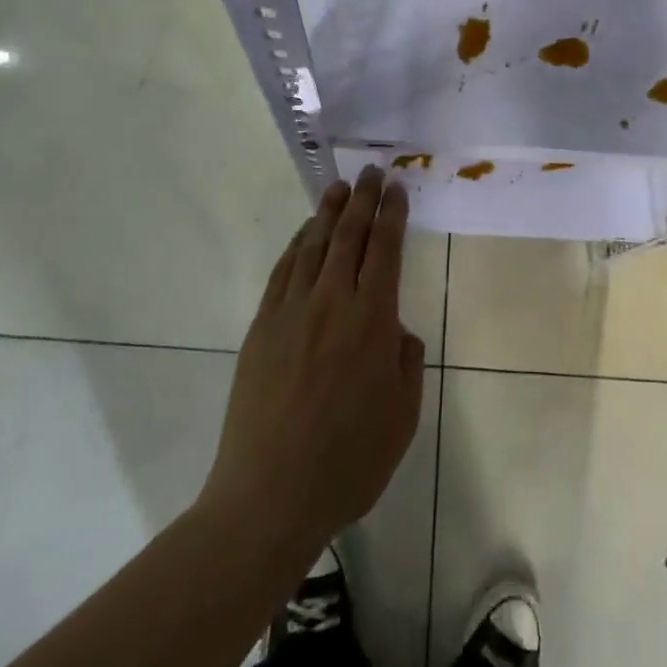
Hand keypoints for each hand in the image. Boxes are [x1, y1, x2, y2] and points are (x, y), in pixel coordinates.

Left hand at [199, 168, 426, 561]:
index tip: (396, 187)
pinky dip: (297, 245)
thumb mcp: (402, 419)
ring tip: (338, 188)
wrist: (269, 495)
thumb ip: (405, 363)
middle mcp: (331, 303)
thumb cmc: (348, 463)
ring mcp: (290, 311)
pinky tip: (305, 235)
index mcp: (371, 322)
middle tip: (371, 172)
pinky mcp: (261, 327)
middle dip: (362, 199)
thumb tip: (396, 330)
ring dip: (327, 212)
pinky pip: (282, 272)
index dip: (391, 214)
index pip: (385, 250)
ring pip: (313, 246)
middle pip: (349, 236)